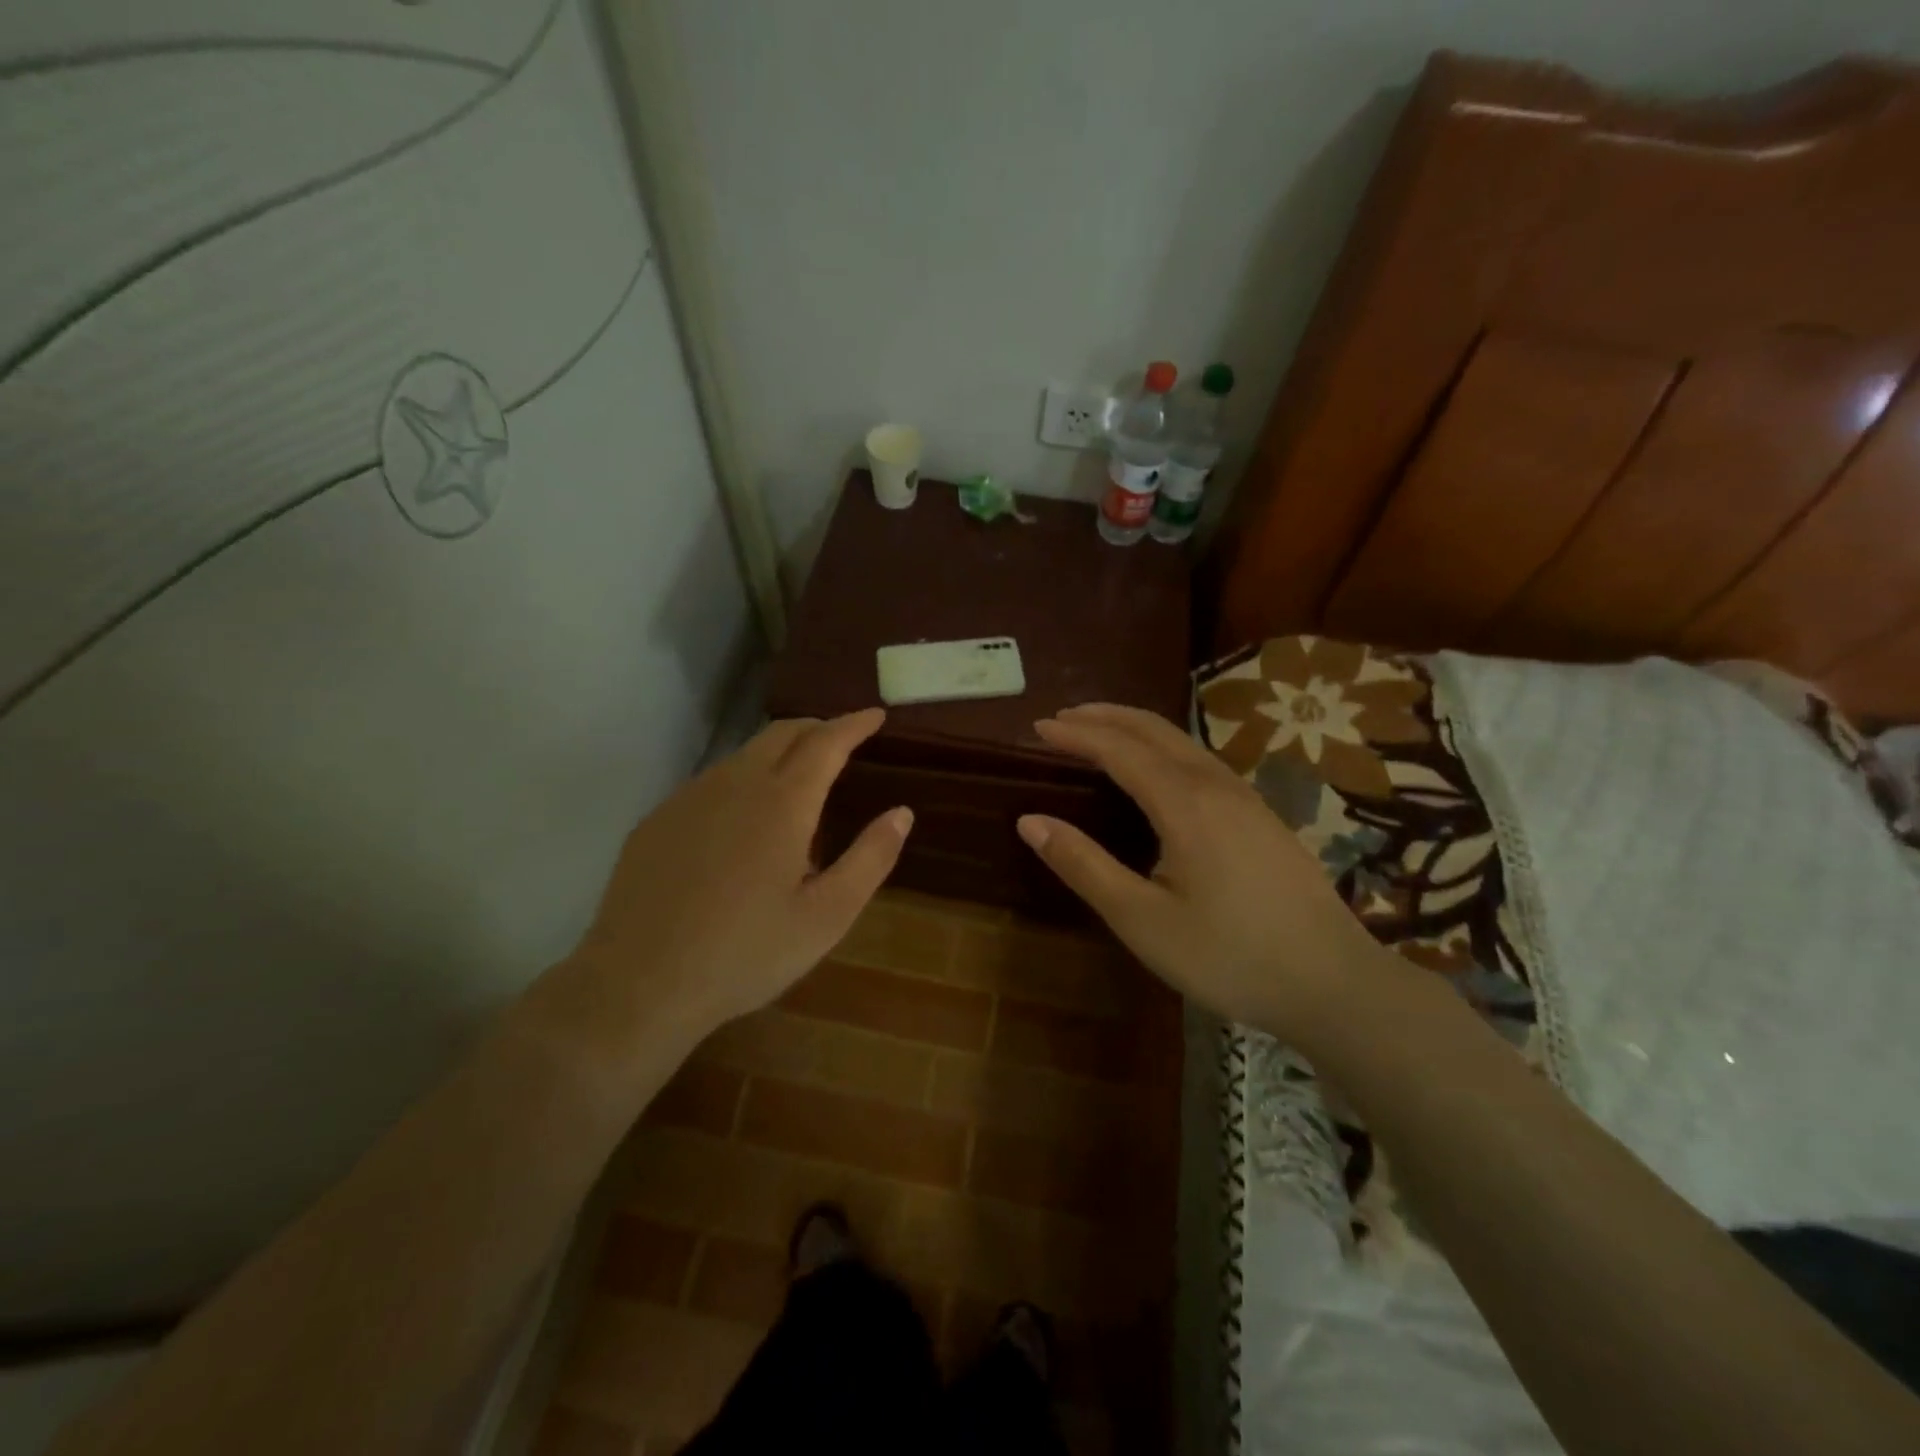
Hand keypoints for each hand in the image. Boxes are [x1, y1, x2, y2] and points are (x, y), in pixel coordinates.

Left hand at [540, 711, 910, 1066]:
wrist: (638, 984)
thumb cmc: (746, 954)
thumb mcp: (826, 917)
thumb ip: (870, 859)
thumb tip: (902, 813)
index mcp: (783, 803)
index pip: (826, 742)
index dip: (854, 724)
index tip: (875, 715)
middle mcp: (735, 784)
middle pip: (782, 733)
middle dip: (817, 727)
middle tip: (841, 739)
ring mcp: (689, 798)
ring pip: (743, 755)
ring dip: (779, 753)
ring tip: (797, 781)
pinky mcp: (658, 819)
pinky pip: (711, 783)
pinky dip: (742, 780)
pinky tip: (741, 821)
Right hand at [1017, 703, 1393, 1043]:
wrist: (1334, 982)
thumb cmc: (1229, 956)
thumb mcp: (1142, 920)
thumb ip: (1085, 866)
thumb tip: (1031, 821)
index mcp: (1184, 803)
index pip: (1119, 749)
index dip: (1076, 734)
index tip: (1038, 727)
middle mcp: (1216, 785)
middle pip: (1153, 729)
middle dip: (1105, 716)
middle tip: (1063, 718)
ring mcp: (1246, 798)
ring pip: (1182, 741)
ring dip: (1135, 727)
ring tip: (1101, 731)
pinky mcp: (1262, 816)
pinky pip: (1202, 760)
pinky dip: (1163, 747)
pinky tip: (1158, 769)